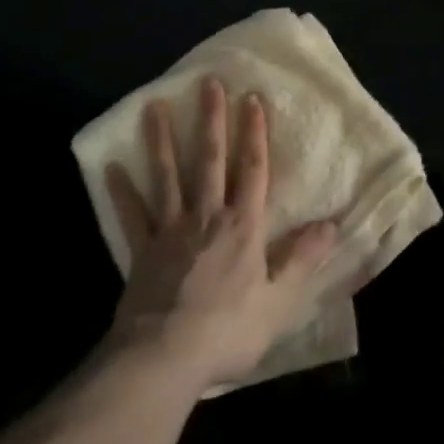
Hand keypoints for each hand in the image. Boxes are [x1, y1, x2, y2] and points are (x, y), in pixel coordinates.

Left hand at [105, 77, 337, 387]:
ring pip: (168, 176)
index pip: (252, 168)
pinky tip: (111, 166)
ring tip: (154, 106)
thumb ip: (302, 259)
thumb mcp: (277, 301)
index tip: (252, 98)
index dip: (254, 132)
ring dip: (162, 140)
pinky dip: (122, 191)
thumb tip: (332, 224)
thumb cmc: (227, 330)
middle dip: (211, 120)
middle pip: (210, 159)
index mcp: (243, 225)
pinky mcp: (142, 250)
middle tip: (208, 83)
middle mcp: (207, 216)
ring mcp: (171, 230)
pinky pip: (132, 215)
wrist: (163, 360)